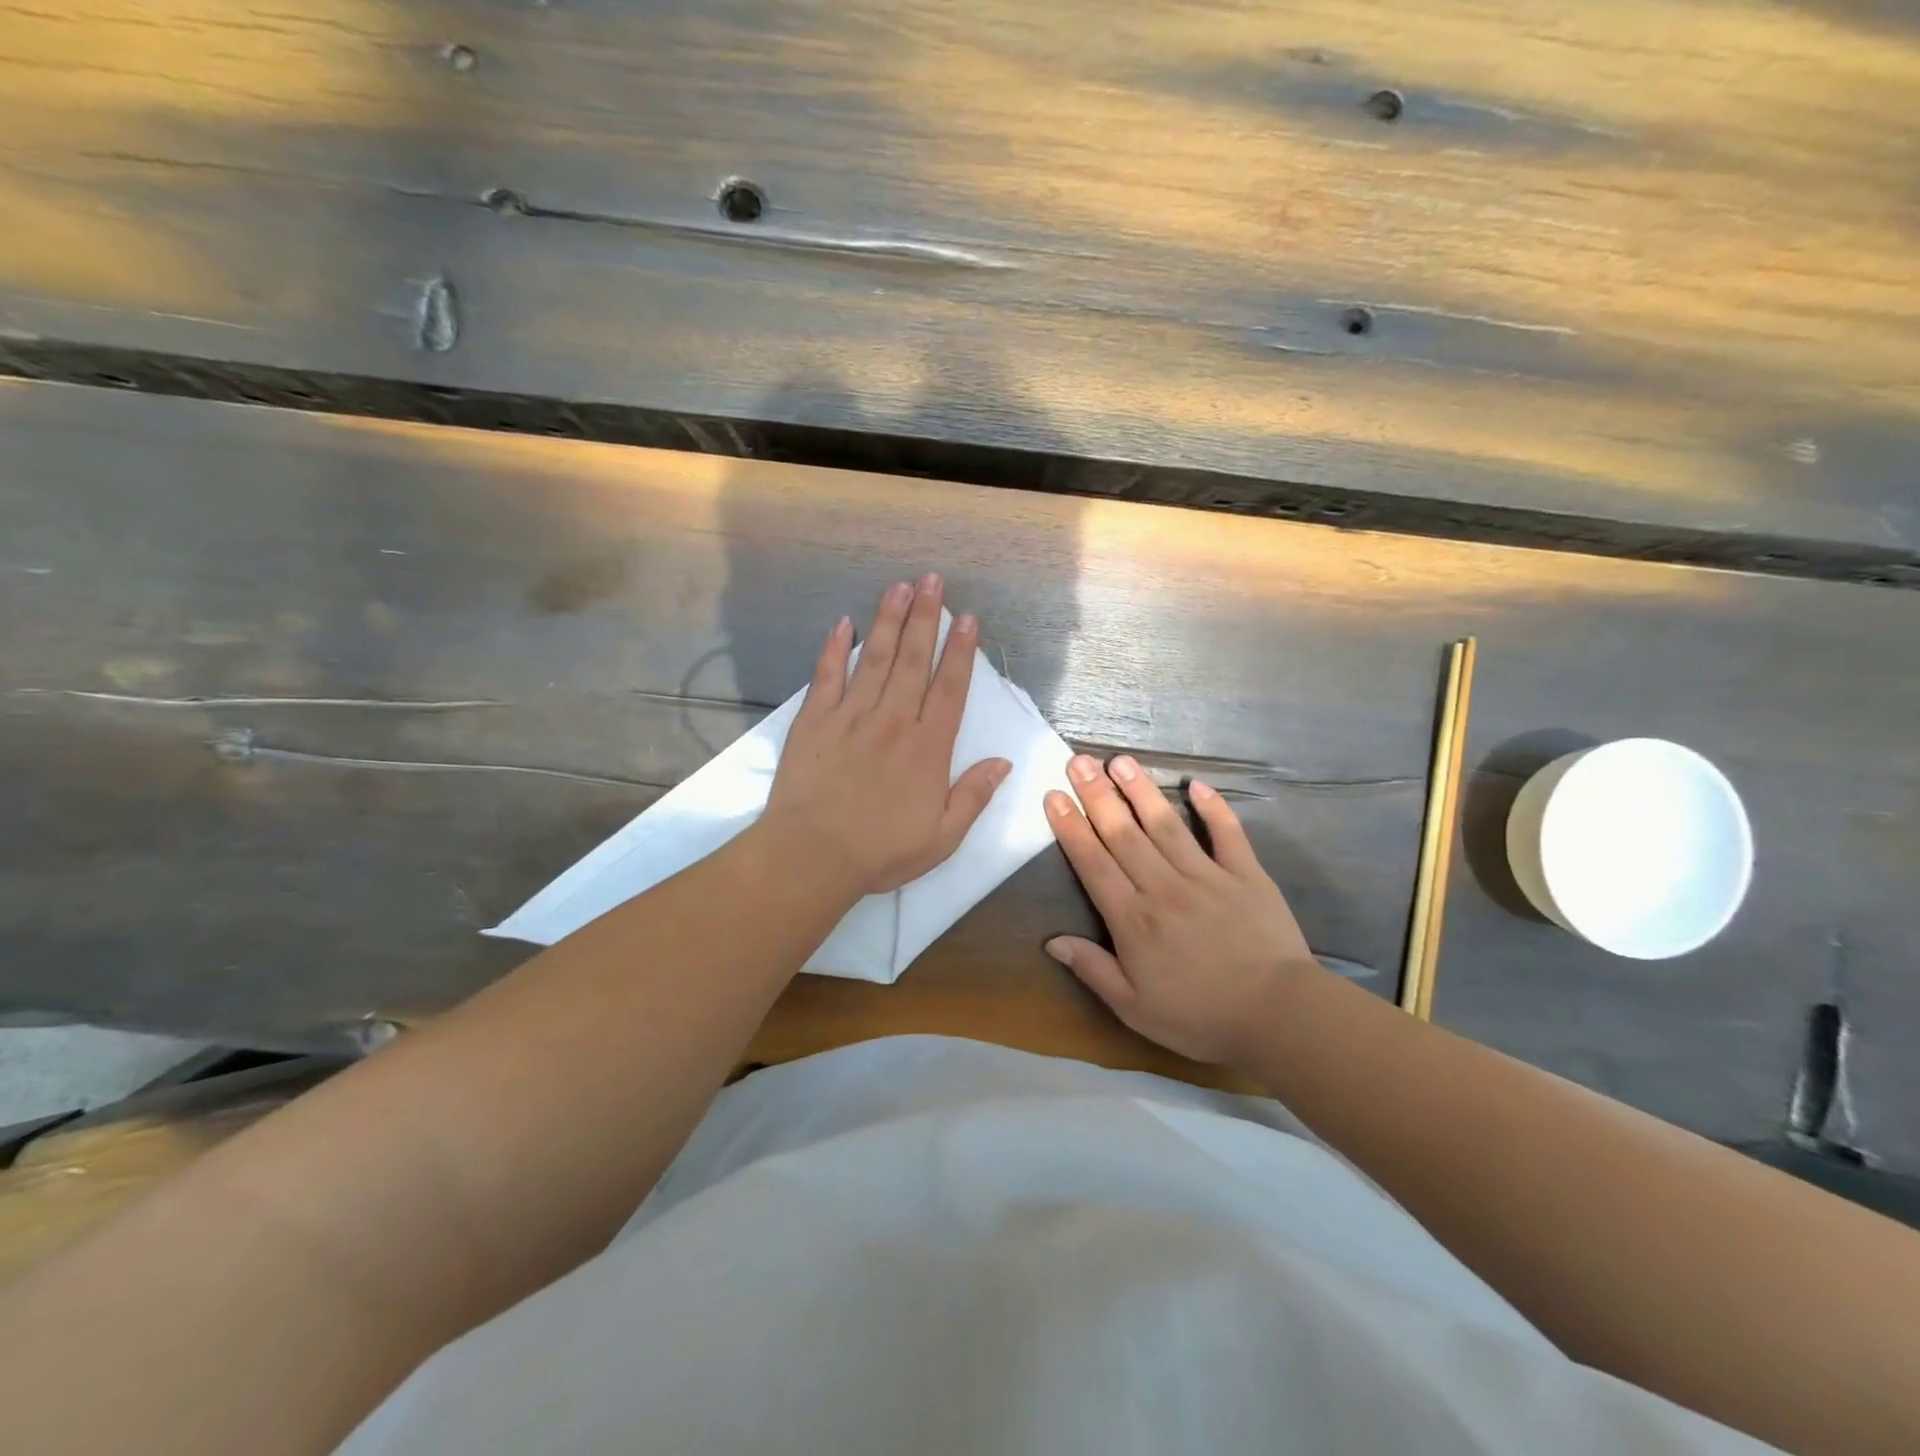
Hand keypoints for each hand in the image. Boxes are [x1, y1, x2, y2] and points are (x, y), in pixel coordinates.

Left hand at [762, 575, 1010, 899]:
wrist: (812, 856)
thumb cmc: (881, 851)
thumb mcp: (942, 837)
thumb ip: (973, 796)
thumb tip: (1002, 762)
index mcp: (927, 747)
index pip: (950, 688)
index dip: (961, 651)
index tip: (968, 619)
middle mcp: (893, 721)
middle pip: (914, 660)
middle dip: (926, 617)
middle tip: (932, 581)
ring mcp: (851, 716)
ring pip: (876, 659)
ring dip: (889, 621)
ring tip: (899, 588)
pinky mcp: (814, 721)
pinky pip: (827, 676)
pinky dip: (835, 648)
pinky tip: (844, 624)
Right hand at [1044, 754, 1317, 1064]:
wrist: (1279, 1017)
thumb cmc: (1200, 1017)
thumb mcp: (1135, 1009)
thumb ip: (1094, 970)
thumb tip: (1052, 941)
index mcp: (1134, 919)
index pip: (1093, 863)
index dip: (1071, 828)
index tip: (1055, 795)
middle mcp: (1164, 886)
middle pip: (1123, 834)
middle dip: (1097, 795)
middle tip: (1078, 761)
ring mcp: (1207, 876)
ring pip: (1166, 825)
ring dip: (1141, 790)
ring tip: (1121, 760)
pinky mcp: (1246, 875)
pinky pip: (1227, 834)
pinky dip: (1214, 808)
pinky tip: (1196, 784)